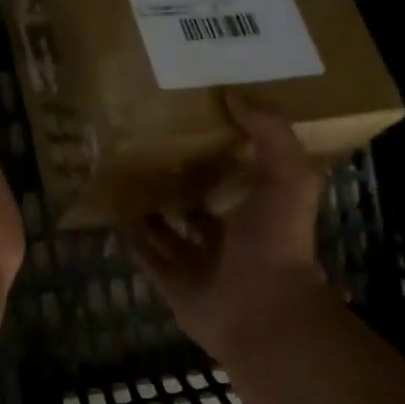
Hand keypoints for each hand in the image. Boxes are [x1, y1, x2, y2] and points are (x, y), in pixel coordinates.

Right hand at [127, 95, 333, 363]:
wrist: (259, 309)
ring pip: (171, 231)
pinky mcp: (173, 285)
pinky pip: (149, 257)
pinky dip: (134, 239)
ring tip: (126, 177)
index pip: (237, 177)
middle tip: (150, 148)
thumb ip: (269, 131)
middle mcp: (229, 237)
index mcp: (259, 212)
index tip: (193, 123)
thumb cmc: (276, 239)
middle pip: (200, 204)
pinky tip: (116, 214)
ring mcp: (200, 263)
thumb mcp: (287, 173)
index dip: (220, 152)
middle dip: (181, 181)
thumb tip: (232, 94)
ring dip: (153, 210)